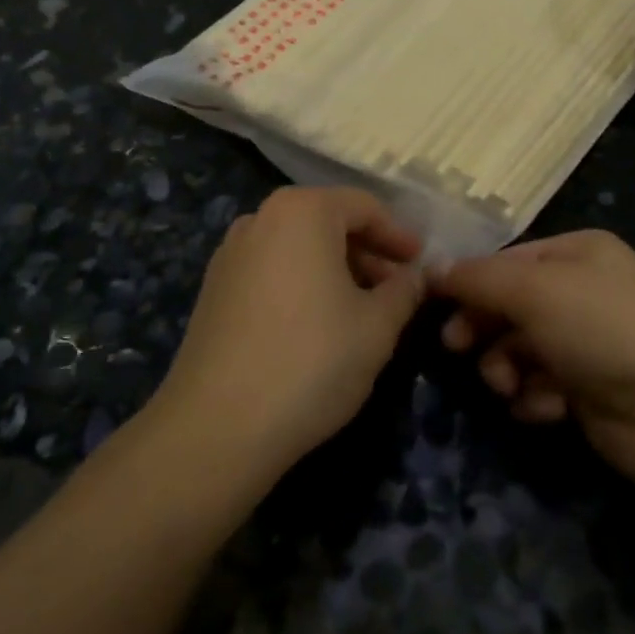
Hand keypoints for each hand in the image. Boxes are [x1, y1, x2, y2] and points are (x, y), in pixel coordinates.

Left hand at [153, 186, 424, 482]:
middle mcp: (260, 219)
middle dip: (368, 253)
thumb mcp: (377, 326)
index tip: (420, 263)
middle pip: (328, 223)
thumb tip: (414, 278)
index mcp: (302, 211)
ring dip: (336, 270)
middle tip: (397, 289)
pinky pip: (272, 270)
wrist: (217, 426)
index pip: (364, 206)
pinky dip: (303, 284)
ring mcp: (230, 254)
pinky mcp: (213, 290)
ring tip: (363, 310)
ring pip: (298, 248)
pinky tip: (318, 325)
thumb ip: (404, 291)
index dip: (398, 235)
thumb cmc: (311, 361)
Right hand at [432, 230, 634, 487]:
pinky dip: (536, 397)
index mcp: (578, 253)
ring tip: (507, 384)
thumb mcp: (534, 290)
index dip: (471, 281)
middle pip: (512, 304)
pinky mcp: (591, 390)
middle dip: (483, 326)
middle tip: (455, 347)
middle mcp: (584, 291)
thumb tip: (434, 269)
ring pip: (522, 348)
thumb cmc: (603, 329)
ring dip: (506, 366)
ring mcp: (589, 342)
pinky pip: (544, 386)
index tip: (434, 304)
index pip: (509, 260)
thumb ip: (479, 279)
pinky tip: (545, 407)